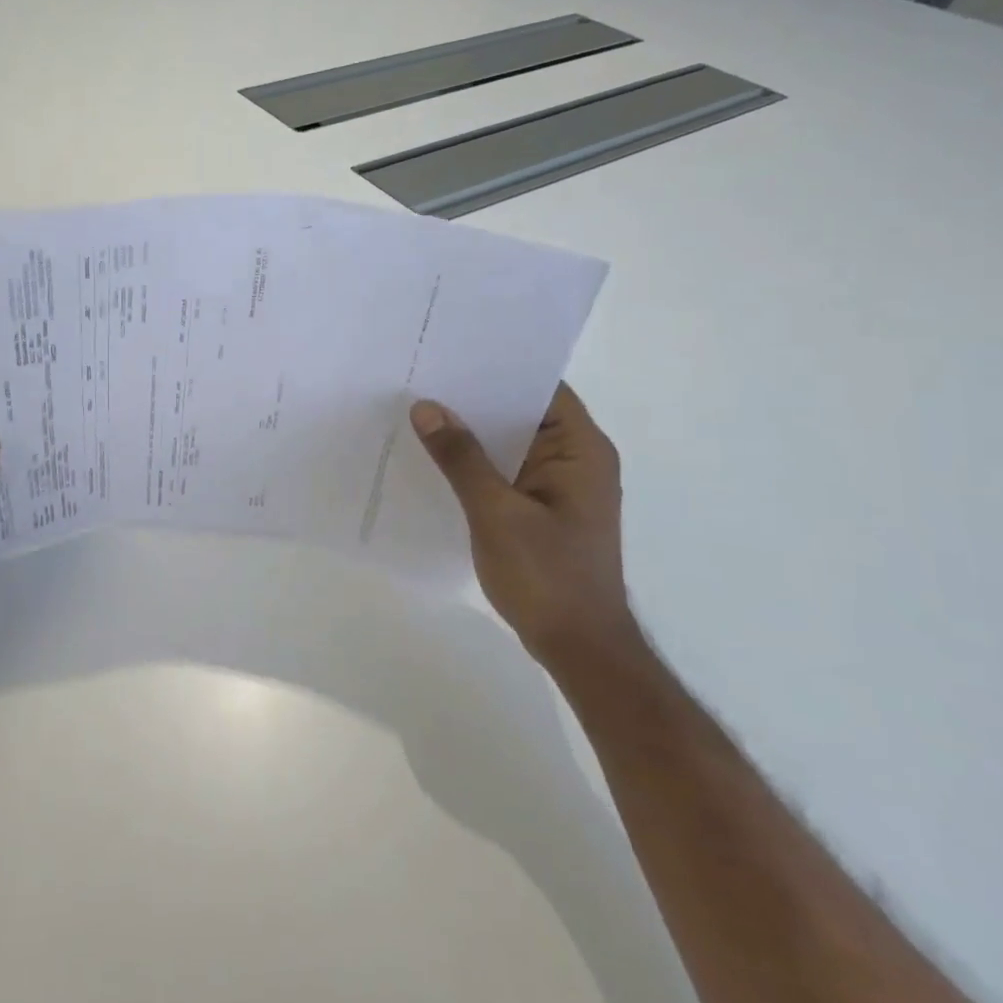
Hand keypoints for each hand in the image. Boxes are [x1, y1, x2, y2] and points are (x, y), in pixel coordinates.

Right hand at [411, 383, 636, 667]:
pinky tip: (437, 457)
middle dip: (476, 398)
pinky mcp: (543, 509)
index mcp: (581, 450)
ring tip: (421, 409)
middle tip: (423, 377)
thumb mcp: (496, 512)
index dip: (499, 368)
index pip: (542, 387)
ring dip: (474, 432)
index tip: (452, 354)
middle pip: (523, 412)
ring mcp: (560, 486)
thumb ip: (461, 458)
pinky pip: (507, 470)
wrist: (579, 648)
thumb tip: (427, 407)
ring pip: (511, 442)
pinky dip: (477, 462)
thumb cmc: (547, 576)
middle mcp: (576, 459)